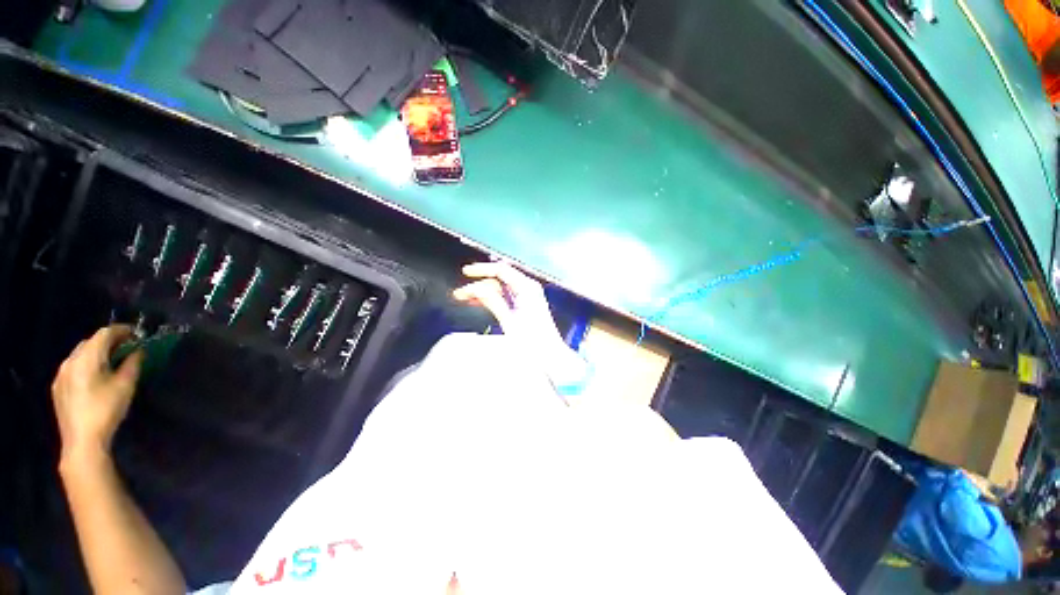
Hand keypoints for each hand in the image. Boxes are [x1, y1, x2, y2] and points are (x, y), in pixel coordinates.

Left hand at [52, 325, 143, 460]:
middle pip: (90, 342)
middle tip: (127, 348)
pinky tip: (95, 377)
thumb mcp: (125, 386)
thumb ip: (133, 364)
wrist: (82, 441)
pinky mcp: (58, 387)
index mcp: (86, 358)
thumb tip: (139, 351)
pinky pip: (74, 367)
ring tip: (112, 362)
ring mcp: (61, 374)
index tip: (138, 334)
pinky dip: (87, 364)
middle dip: (109, 341)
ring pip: (80, 354)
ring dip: (97, 353)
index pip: (104, 334)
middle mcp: (70, 361)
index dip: (122, 330)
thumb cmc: (106, 410)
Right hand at [453, 261, 585, 389]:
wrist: (549, 355)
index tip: (466, 272)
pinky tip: (478, 303)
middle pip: (499, 279)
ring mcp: (527, 296)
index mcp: (527, 287)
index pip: (501, 270)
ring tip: (464, 299)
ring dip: (483, 293)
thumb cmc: (532, 341)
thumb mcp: (509, 320)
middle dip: (479, 284)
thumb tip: (475, 288)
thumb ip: (493, 301)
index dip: (482, 269)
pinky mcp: (524, 305)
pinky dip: (492, 299)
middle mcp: (528, 288)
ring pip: (500, 288)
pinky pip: (505, 297)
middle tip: (460, 293)